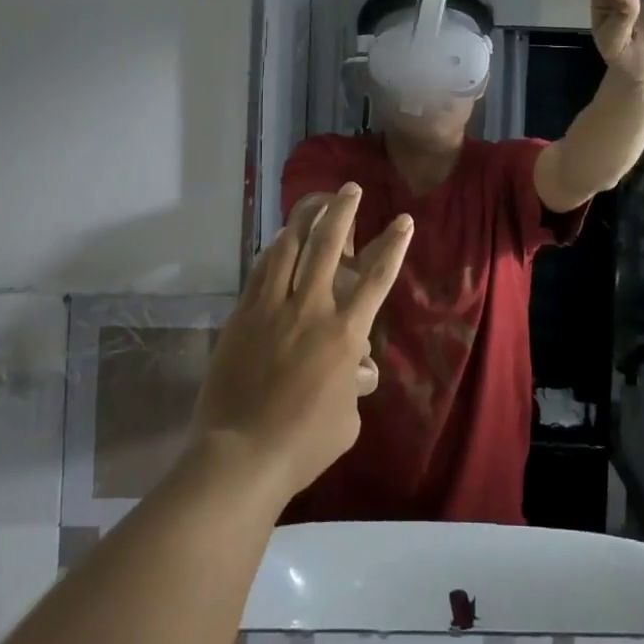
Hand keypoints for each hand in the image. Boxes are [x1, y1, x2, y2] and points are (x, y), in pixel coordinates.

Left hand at [193, 185, 411, 501]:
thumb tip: (359, 370)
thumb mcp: (347, 421)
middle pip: (327, 246)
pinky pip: (260, 272)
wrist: (240, 455)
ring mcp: (272, 309)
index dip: (393, 245)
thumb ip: (355, 386)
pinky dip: (274, 251)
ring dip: (303, 220)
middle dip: (342, 210)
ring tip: (313, 201)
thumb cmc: (303, 444)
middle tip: (349, 188)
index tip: (403, 219)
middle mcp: (310, 309)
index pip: (376, 278)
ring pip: (288, 249)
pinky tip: (278, 242)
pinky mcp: (243, 316)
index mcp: (344, 334)